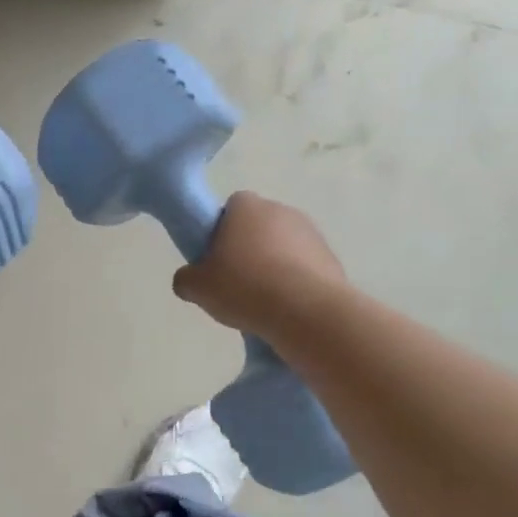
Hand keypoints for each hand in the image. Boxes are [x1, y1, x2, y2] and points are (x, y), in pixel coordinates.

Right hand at [172, 192, 346, 342]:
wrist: (305, 311)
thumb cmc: (244, 287)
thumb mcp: (196, 288)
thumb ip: (186, 278)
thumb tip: (189, 279)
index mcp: (246, 207)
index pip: (231, 206)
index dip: (220, 229)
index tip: (215, 256)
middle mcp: (281, 210)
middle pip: (258, 225)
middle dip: (247, 248)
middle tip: (234, 280)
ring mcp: (311, 232)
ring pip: (283, 245)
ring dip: (272, 264)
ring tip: (261, 299)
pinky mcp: (331, 257)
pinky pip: (303, 266)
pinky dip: (294, 281)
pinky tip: (284, 306)